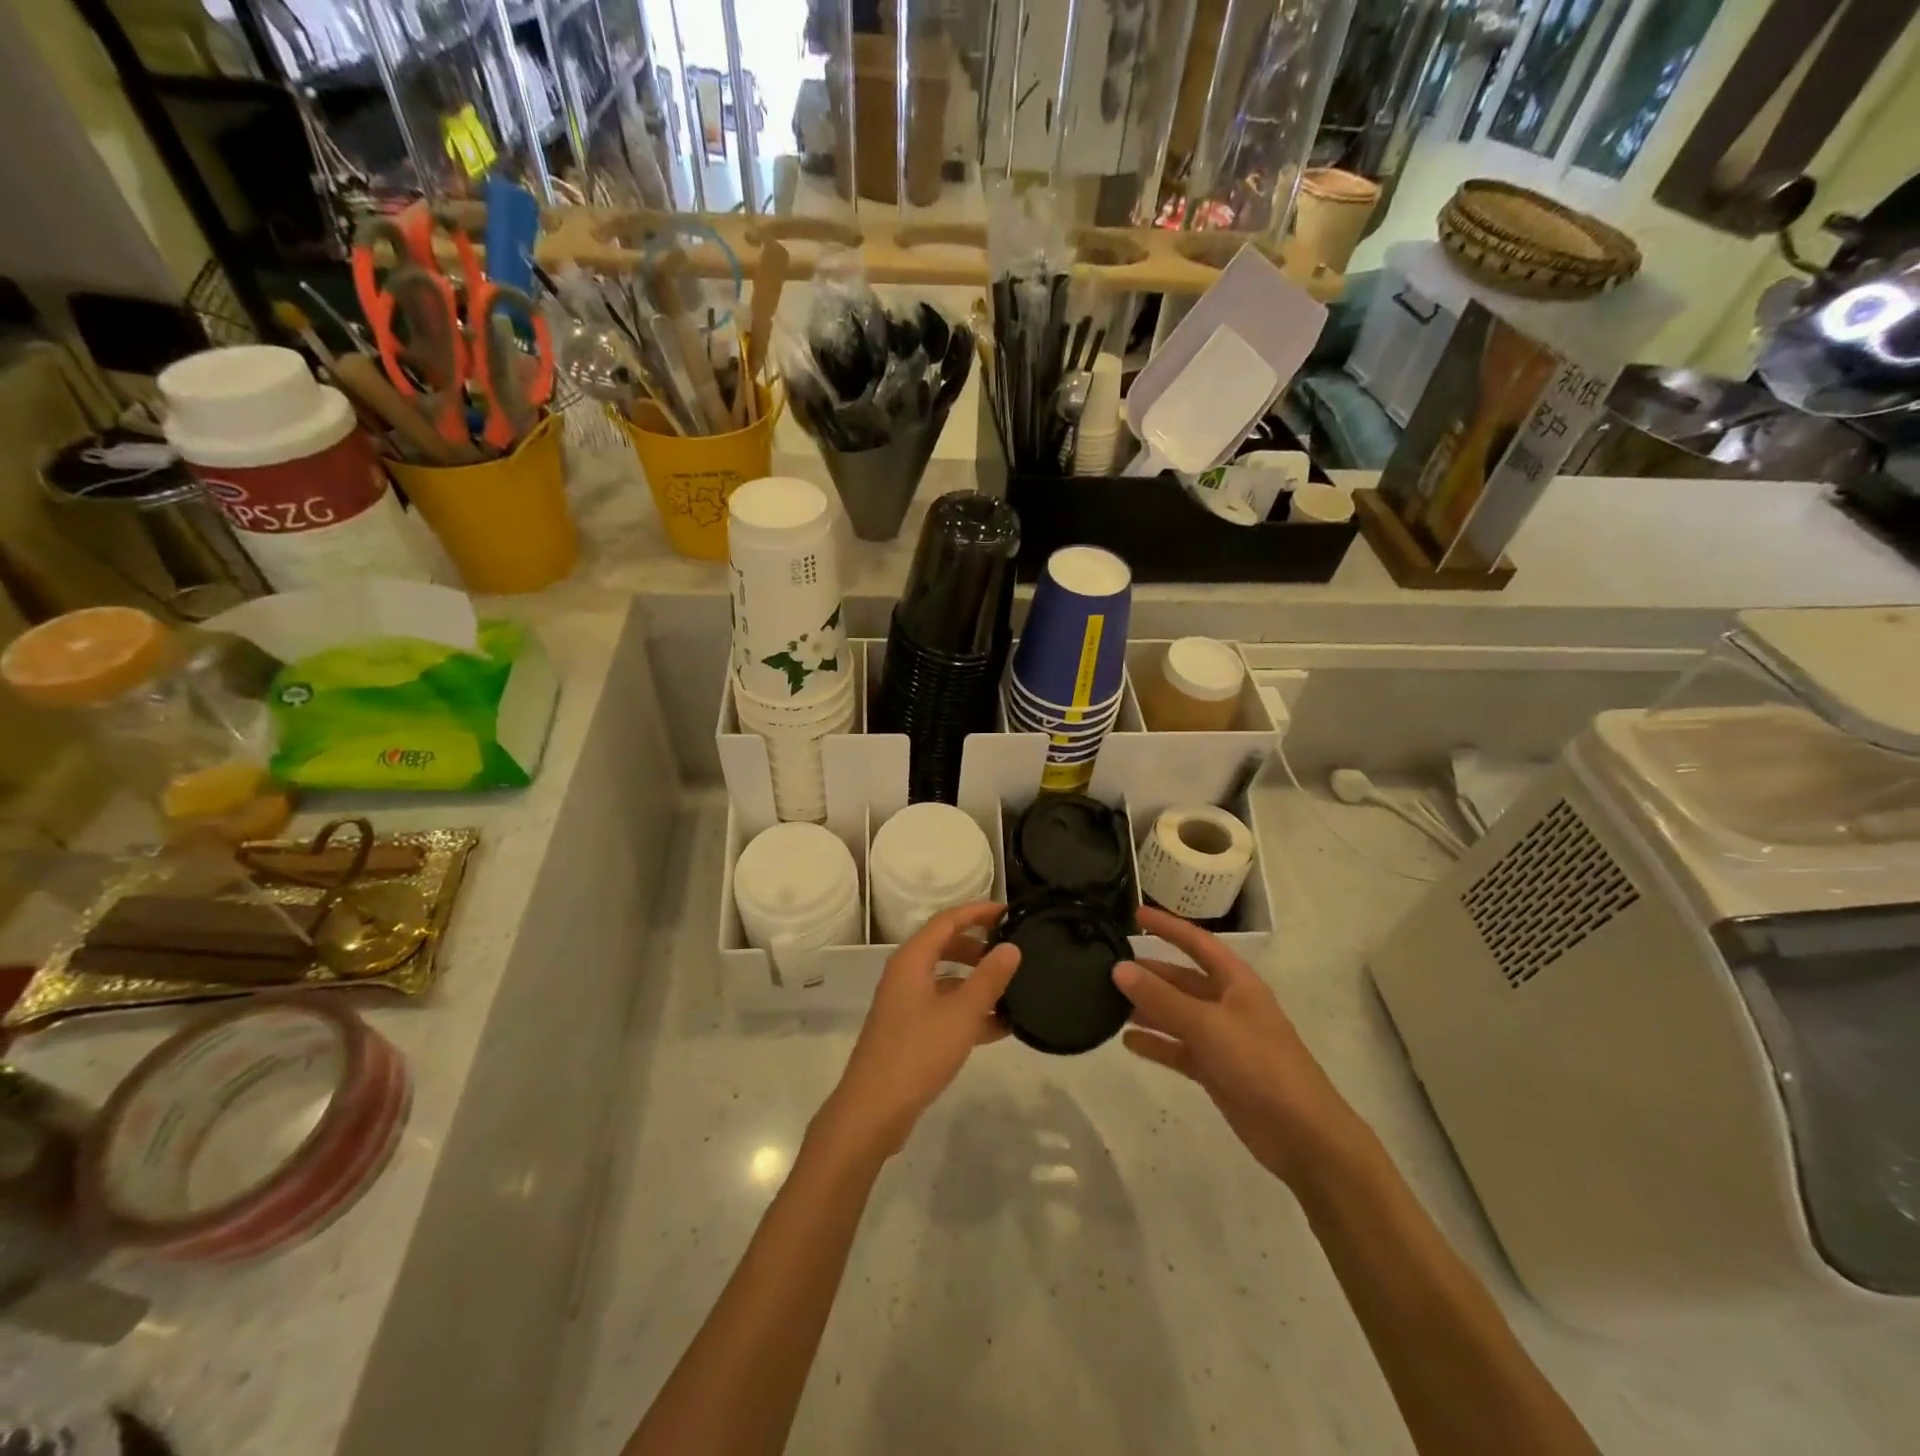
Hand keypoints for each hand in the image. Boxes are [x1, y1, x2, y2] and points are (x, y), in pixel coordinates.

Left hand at [819, 903, 1020, 1158]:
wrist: (873, 1110)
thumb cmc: (917, 1052)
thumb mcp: (961, 1014)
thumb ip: (988, 979)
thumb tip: (1011, 947)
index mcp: (912, 960)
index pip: (947, 921)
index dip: (977, 912)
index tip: (1008, 912)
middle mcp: (905, 975)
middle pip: (944, 947)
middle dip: (978, 947)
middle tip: (1011, 951)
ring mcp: (905, 1005)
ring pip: (946, 981)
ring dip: (976, 982)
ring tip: (1012, 990)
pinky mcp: (908, 1032)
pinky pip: (943, 1009)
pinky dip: (968, 1011)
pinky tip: (999, 1027)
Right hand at [1114, 905, 1361, 1187]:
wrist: (1302, 1134)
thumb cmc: (1259, 1064)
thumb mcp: (1207, 1024)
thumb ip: (1161, 998)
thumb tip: (1118, 968)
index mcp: (1236, 982)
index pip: (1197, 943)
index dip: (1168, 927)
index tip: (1135, 913)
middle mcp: (1228, 1005)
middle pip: (1183, 980)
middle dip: (1150, 973)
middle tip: (1108, 967)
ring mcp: (1222, 1039)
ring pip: (1177, 1015)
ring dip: (1148, 1009)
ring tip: (1108, 1003)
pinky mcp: (1216, 1071)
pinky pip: (1179, 1049)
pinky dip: (1156, 1044)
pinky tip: (1128, 1042)